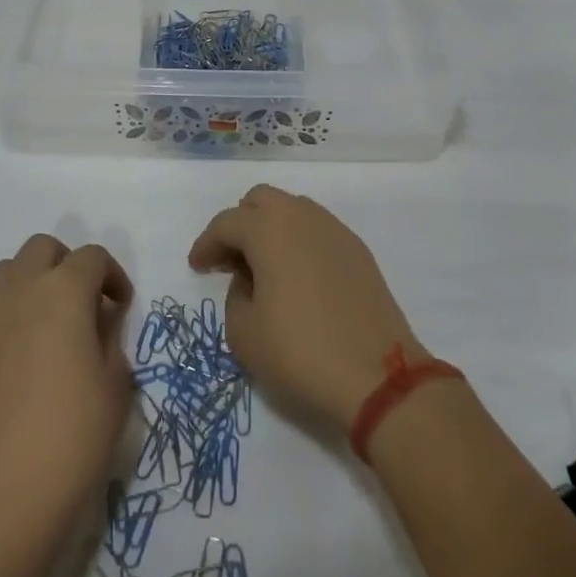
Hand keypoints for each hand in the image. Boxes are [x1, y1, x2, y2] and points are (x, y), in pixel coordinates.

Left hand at [0, 235, 134, 553]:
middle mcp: (21, 289)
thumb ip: (110, 340)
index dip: (113, 276)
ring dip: (34, 280)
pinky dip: (10, 307)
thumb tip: (98, 324)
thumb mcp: (115, 387)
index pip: (92, 258)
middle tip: (85, 305)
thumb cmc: (70, 438)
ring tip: (50, 322)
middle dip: (69, 265)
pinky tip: (22, 351)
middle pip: (44, 249)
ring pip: (10, 269)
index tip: (121, 307)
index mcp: (64, 292)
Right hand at [187, 185, 422, 433]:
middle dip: (240, 224)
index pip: (226, 223)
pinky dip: (298, 243)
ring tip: (263, 269)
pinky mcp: (358, 251)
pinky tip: (297, 278)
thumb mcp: (244, 333)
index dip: (206, 244)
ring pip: (293, 211)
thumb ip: (235, 295)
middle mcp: (302, 217)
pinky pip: (317, 231)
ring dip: (271, 230)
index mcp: (269, 229)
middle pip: (261, 200)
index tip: (197, 267)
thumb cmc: (300, 352)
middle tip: (230, 261)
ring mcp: (335, 231)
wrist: (378, 376)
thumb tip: (250, 280)